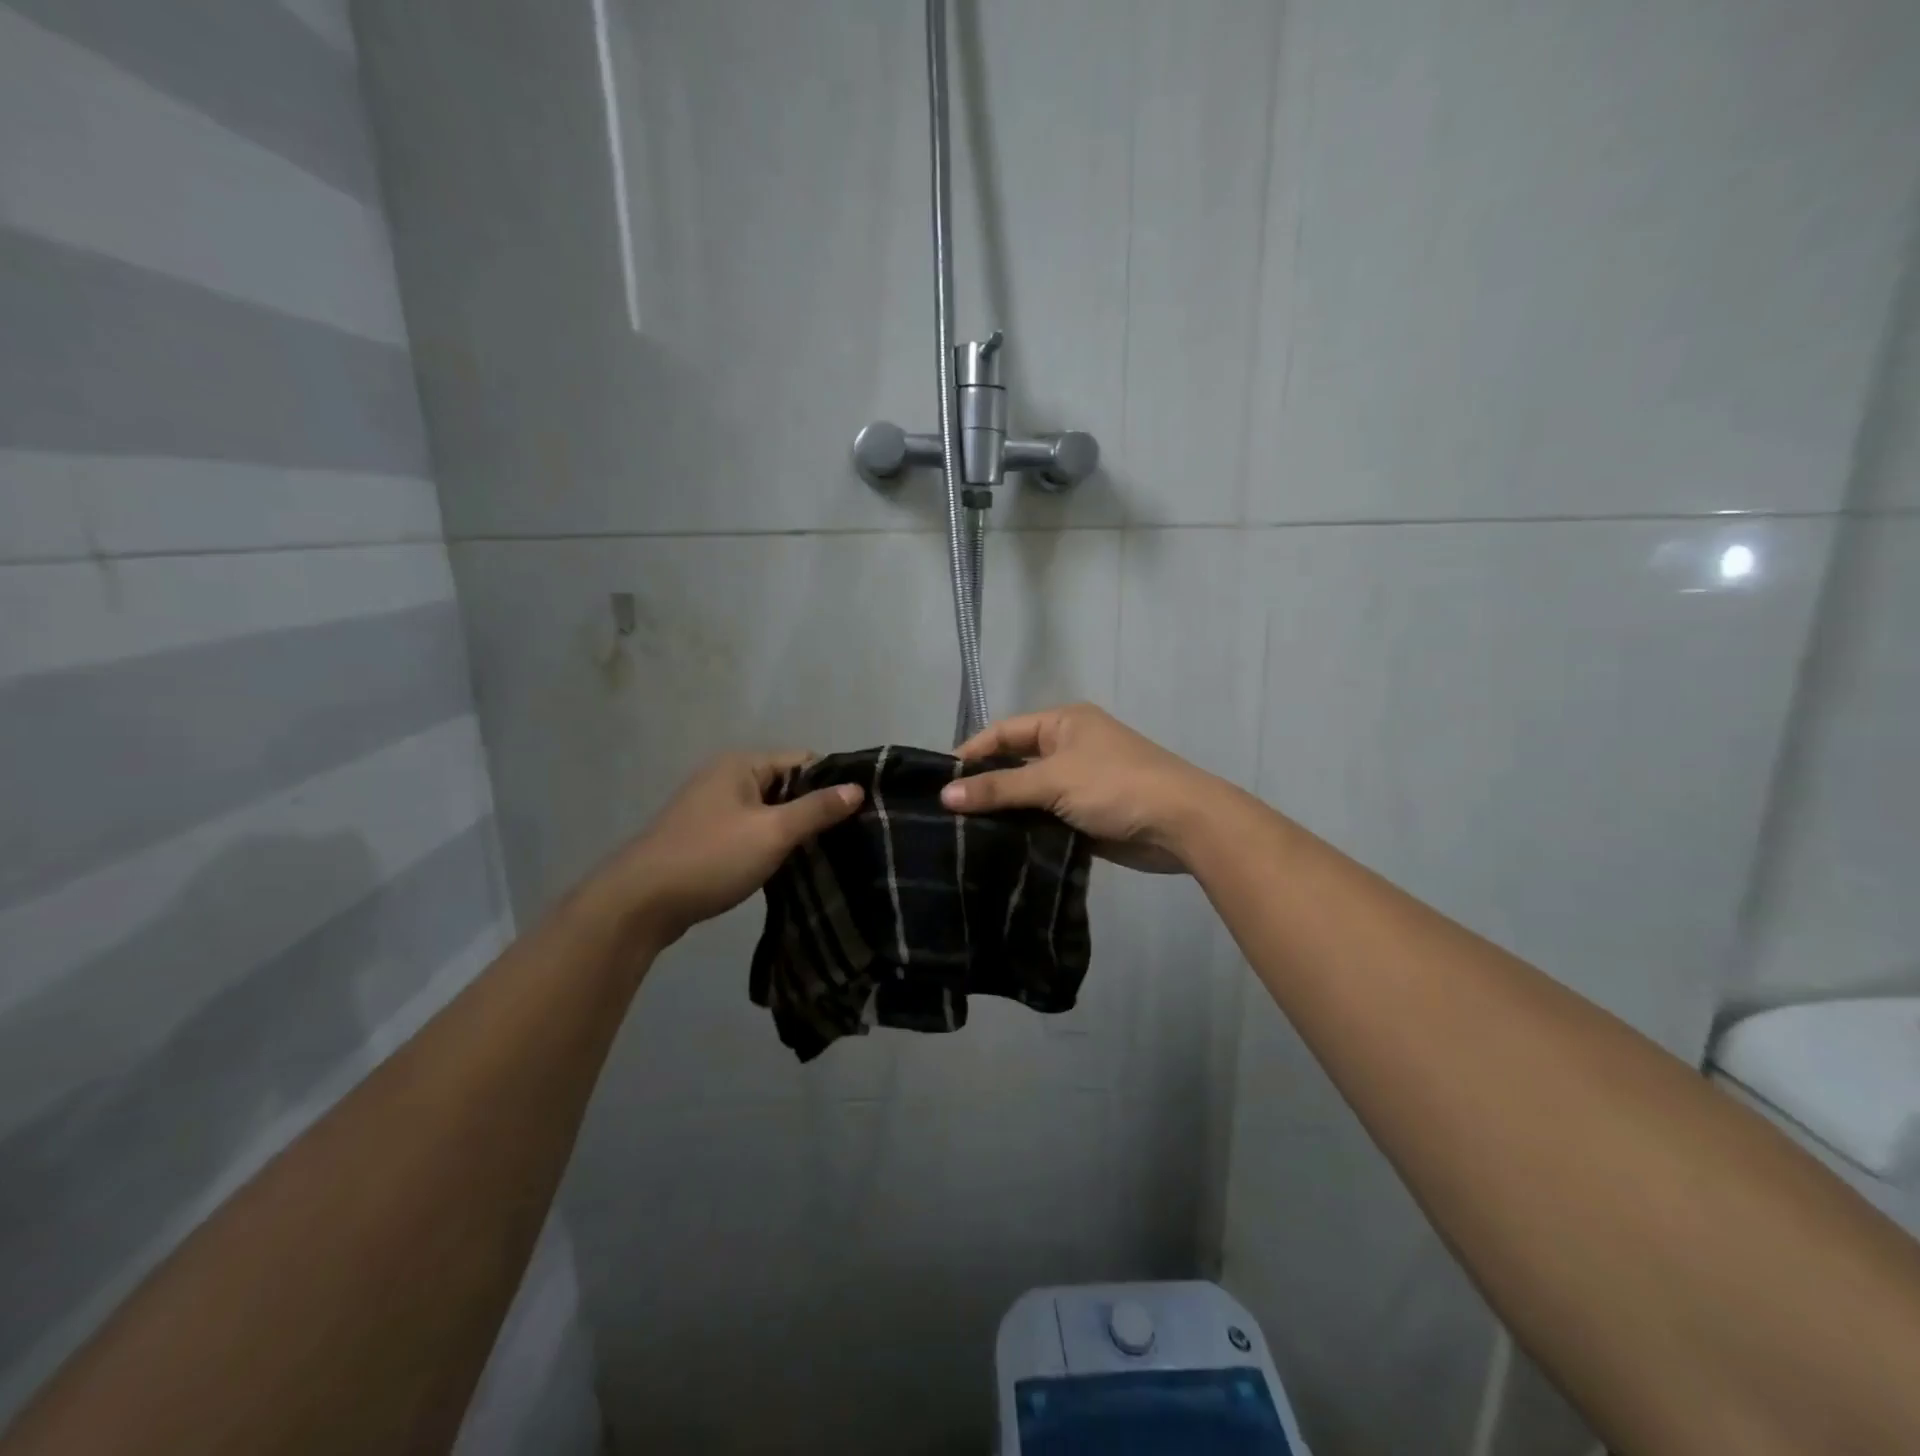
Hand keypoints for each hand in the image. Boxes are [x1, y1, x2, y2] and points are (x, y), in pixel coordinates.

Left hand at [594, 751, 862, 947]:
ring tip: (826, 854)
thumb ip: (816, 809)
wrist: (639, 904)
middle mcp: (726, 777)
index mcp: (742, 765)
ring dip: (792, 830)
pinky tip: (789, 866)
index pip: (803, 761)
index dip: (832, 783)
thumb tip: (857, 788)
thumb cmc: (711, 858)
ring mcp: (712, 808)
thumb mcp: (772, 833)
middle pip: (786, 785)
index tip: (860, 812)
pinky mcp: (705, 837)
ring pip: (769, 811)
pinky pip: (751, 831)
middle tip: (848, 837)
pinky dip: (770, 844)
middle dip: (814, 809)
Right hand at [940, 704, 1219, 872]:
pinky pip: (1045, 819)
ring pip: (1028, 795)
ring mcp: (1078, 783)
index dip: (971, 753)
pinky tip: (996, 848)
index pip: (1003, 733)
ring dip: (1003, 812)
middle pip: (1014, 764)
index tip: (938, 782)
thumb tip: (945, 795)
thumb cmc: (1115, 785)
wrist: (1181, 823)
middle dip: (984, 785)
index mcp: (1062, 723)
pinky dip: (1024, 830)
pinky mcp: (1086, 816)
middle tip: (945, 812)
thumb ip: (998, 788)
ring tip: (961, 834)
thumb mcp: (1053, 780)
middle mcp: (1068, 748)